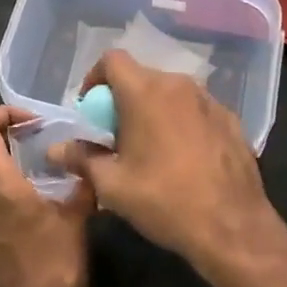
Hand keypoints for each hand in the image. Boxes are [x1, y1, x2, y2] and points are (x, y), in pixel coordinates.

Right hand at [50, 51, 280, 276]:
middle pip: (141, 77)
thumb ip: (82, 159)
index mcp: (145, 91)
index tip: (91, 110)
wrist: (232, 227)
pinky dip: (183, 123)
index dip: (95, 78)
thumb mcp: (113, 185)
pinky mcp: (230, 119)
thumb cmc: (164, 200)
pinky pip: (196, 110)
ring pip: (170, 93)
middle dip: (124, 100)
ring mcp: (208, 99)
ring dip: (154, 110)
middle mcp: (178, 84)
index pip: (112, 60)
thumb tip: (55, 149)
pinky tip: (185, 159)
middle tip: (117, 137)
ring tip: (151, 149)